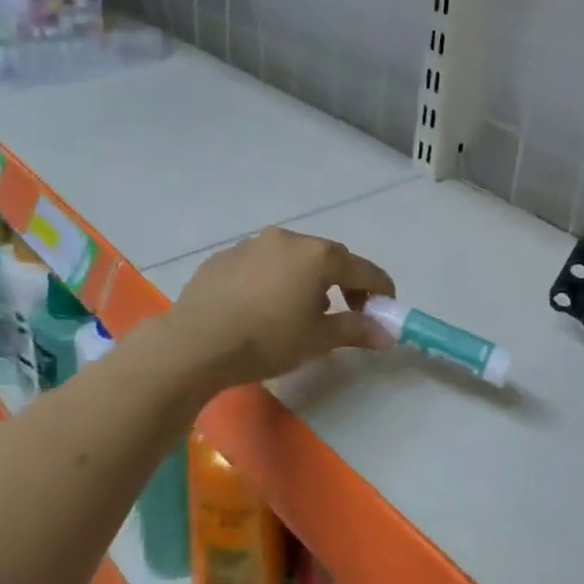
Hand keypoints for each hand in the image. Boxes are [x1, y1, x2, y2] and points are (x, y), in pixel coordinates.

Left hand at [161, 228, 395, 390]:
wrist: (195, 344)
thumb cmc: (267, 340)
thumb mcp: (317, 339)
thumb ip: (356, 330)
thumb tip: (388, 334)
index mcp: (317, 256)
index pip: (362, 269)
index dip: (379, 288)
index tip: (385, 307)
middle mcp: (288, 239)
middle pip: (327, 257)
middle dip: (343, 282)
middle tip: (344, 311)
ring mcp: (252, 244)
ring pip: (292, 257)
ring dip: (305, 278)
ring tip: (298, 311)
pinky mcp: (224, 256)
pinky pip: (260, 263)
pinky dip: (271, 279)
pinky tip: (260, 306)